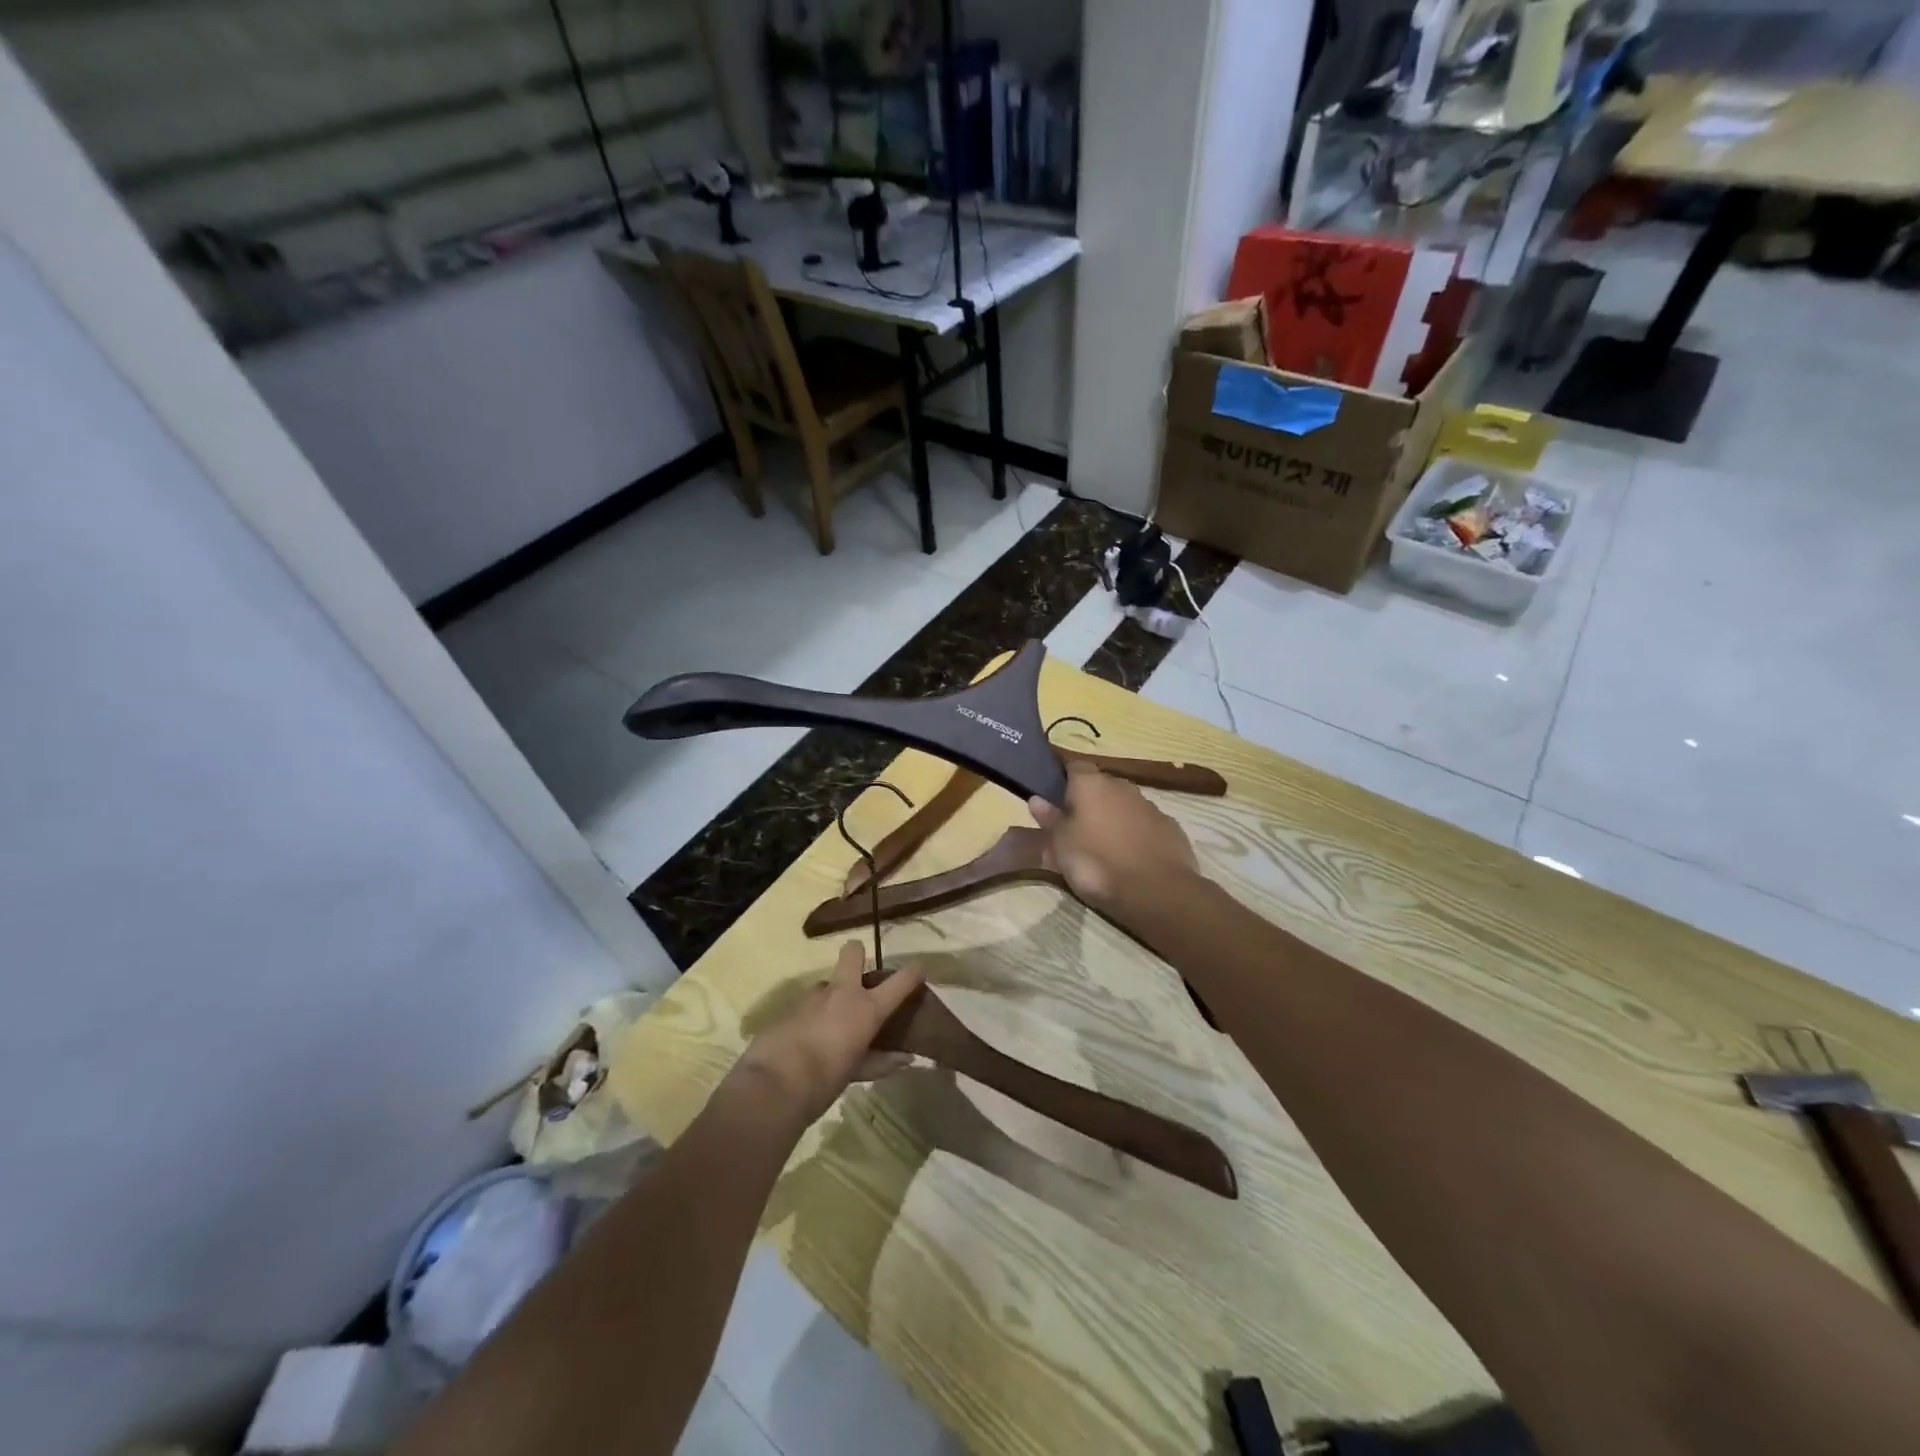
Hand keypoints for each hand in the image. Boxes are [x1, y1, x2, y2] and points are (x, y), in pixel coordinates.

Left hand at [736, 941, 924, 1124]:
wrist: (772, 1085)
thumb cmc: (824, 1082)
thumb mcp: (856, 1073)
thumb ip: (880, 1062)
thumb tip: (905, 1059)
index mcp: (866, 1008)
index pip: (900, 981)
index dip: (913, 972)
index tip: (920, 968)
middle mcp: (842, 993)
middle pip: (853, 952)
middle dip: (857, 955)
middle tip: (859, 979)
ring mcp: (812, 995)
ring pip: (827, 983)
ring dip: (831, 998)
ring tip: (828, 1026)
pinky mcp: (788, 1004)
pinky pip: (806, 1003)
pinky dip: (811, 1015)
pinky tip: (805, 1038)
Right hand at [1028, 761, 1200, 915]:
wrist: (1157, 892)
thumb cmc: (1097, 863)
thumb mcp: (1061, 846)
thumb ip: (1050, 820)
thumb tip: (1036, 799)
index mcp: (1092, 784)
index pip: (1074, 766)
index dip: (1063, 780)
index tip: (1055, 800)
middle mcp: (1122, 786)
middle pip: (1101, 786)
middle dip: (1089, 802)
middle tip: (1076, 829)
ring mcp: (1150, 806)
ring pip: (1125, 806)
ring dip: (1114, 819)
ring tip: (1103, 847)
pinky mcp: (1170, 828)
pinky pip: (1145, 825)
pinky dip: (1136, 835)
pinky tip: (1131, 858)